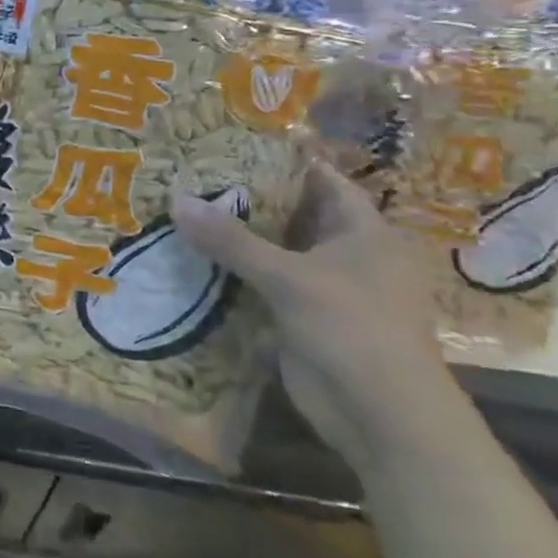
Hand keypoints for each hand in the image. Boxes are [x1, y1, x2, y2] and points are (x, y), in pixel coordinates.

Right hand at [171, 162, 458, 472]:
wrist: (382, 416)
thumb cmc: (353, 330)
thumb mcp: (289, 278)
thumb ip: (231, 240)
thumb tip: (175, 199)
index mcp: (364, 232)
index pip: (320, 180)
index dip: (280, 160)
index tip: (230, 141)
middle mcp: (347, 253)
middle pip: (293, 212)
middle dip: (247, 196)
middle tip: (191, 172)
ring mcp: (324, 286)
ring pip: (274, 248)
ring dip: (236, 234)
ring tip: (181, 205)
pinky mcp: (302, 314)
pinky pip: (263, 280)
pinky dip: (234, 268)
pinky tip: (192, 254)